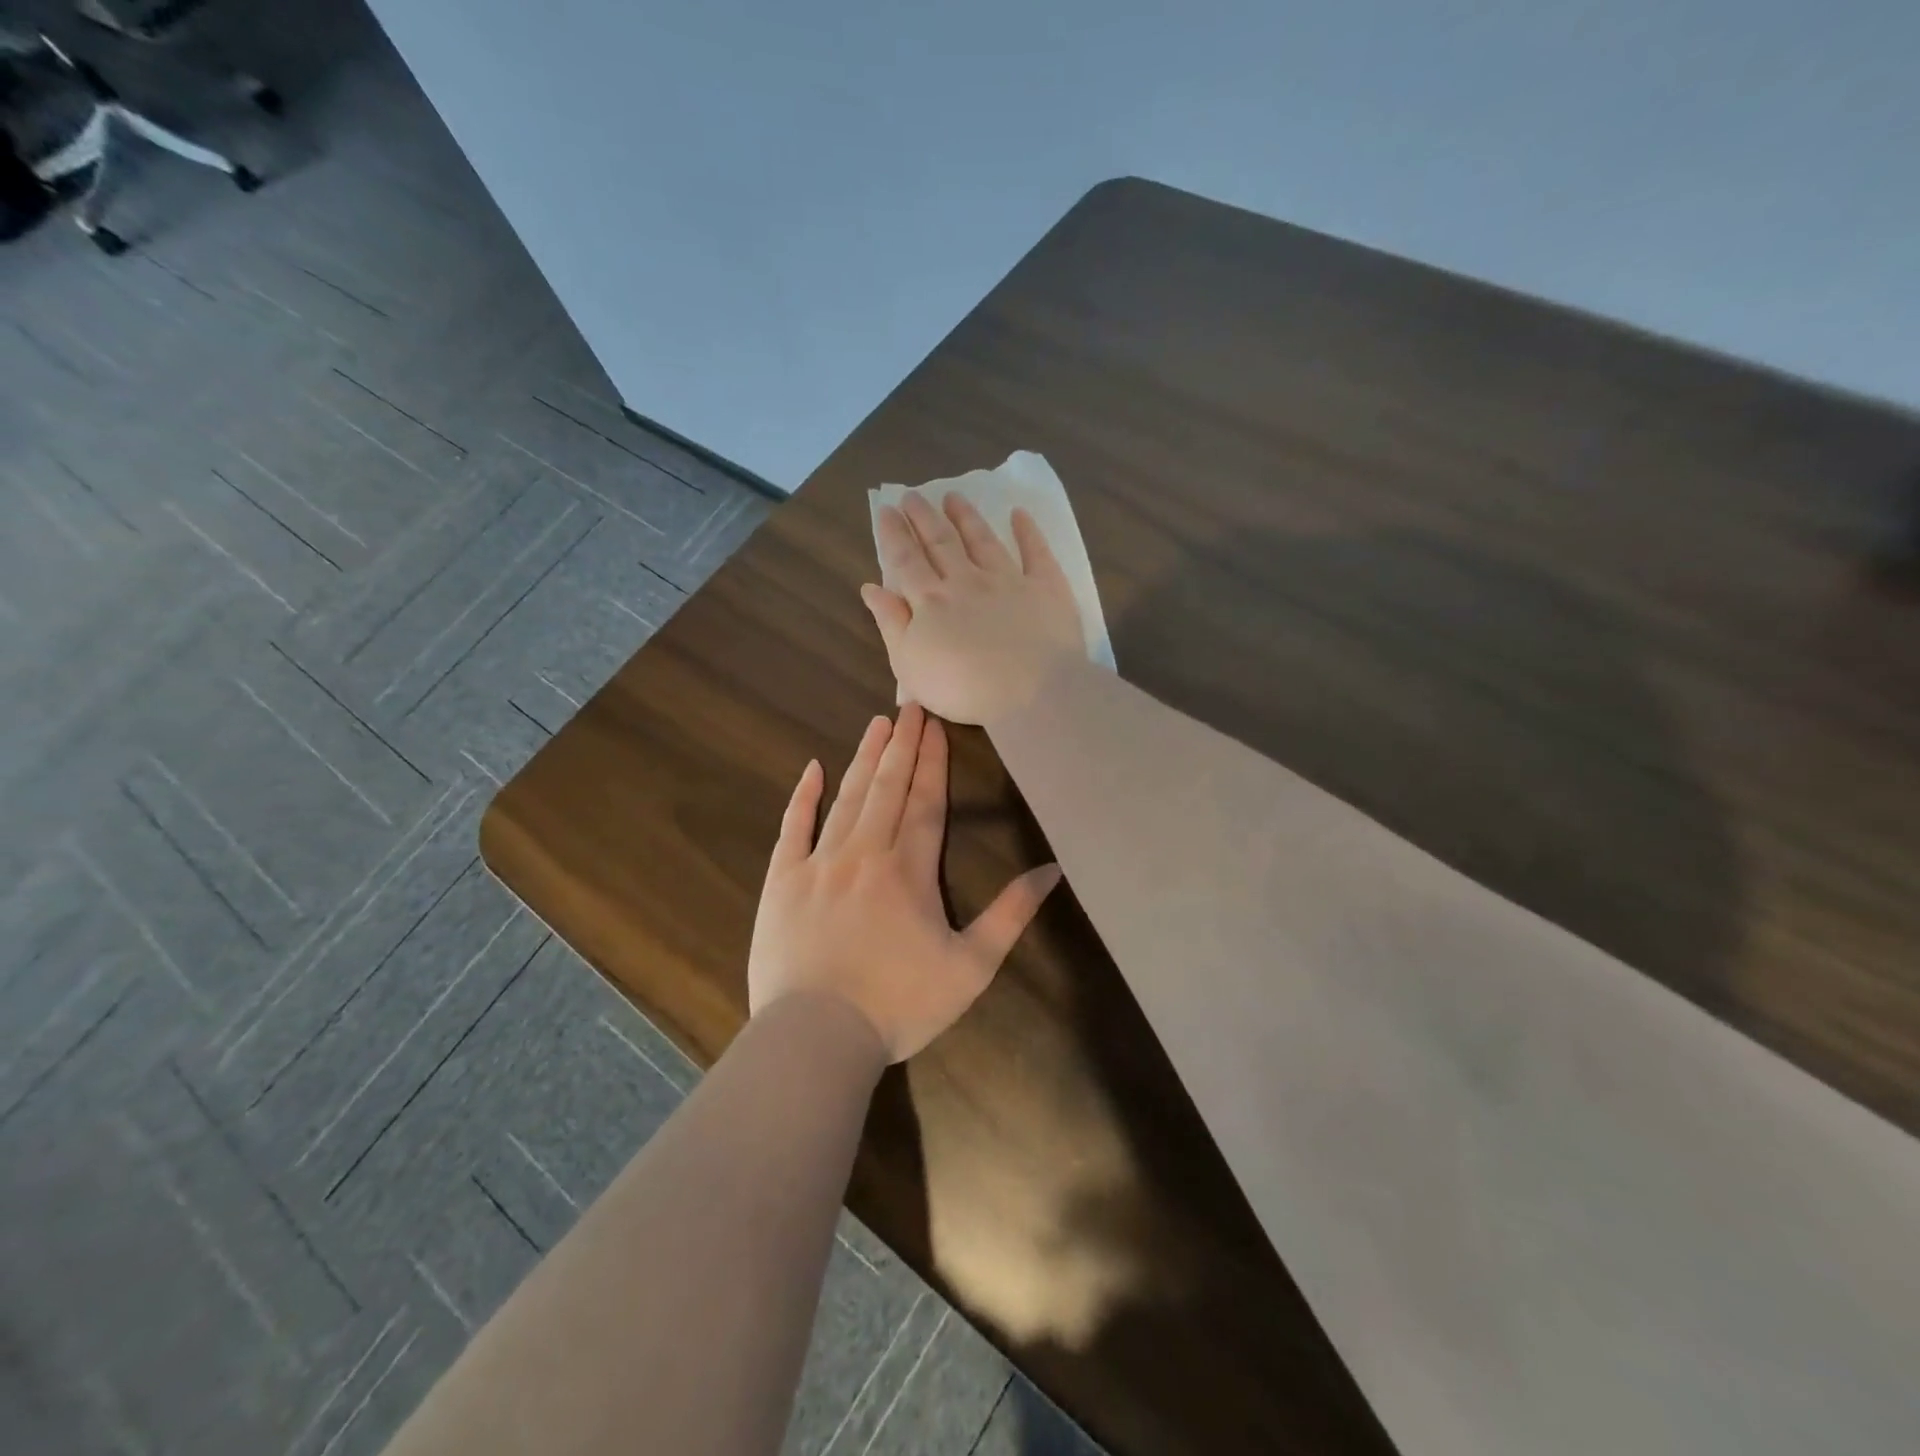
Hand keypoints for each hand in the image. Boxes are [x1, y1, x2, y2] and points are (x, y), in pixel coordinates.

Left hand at [748, 704, 1061, 1062]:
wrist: (817, 1036)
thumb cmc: (899, 1004)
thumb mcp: (970, 967)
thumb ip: (1010, 915)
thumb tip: (1052, 870)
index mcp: (909, 871)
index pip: (926, 802)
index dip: (933, 762)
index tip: (936, 725)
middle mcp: (865, 853)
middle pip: (887, 788)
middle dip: (902, 745)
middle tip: (909, 704)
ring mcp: (819, 863)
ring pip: (846, 798)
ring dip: (864, 758)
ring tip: (877, 724)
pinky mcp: (782, 881)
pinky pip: (793, 828)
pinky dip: (803, 797)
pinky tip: (812, 768)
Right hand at [862, 494, 1083, 726]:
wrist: (1030, 693)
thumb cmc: (962, 688)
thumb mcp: (909, 664)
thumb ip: (890, 623)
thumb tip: (870, 587)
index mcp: (930, 602)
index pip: (906, 560)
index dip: (894, 534)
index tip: (887, 509)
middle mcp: (966, 582)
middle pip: (941, 543)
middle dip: (924, 517)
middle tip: (913, 495)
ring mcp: (1008, 581)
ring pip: (982, 540)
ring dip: (966, 517)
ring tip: (953, 496)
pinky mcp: (1045, 588)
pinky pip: (1035, 552)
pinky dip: (1027, 531)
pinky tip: (1019, 514)